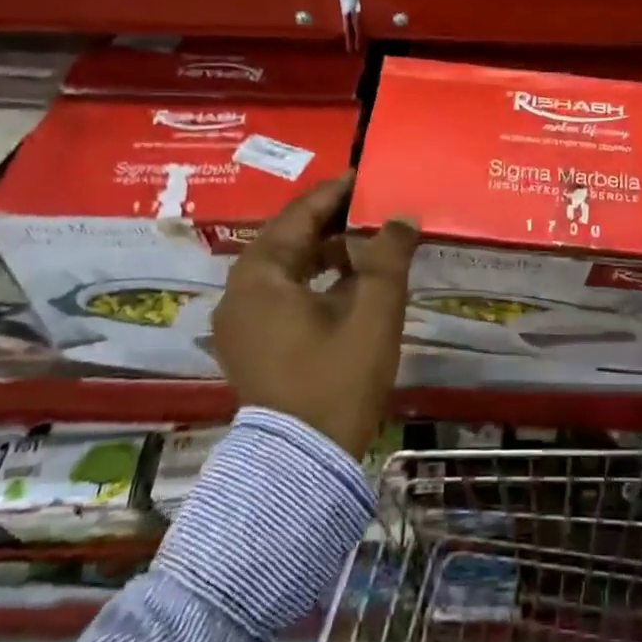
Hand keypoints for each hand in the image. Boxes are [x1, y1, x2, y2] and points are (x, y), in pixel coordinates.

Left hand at [210, 171, 420, 457]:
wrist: (303, 464)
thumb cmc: (337, 379)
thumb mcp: (373, 312)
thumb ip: (389, 257)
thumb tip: (402, 218)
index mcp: (260, 276)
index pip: (298, 216)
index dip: (335, 194)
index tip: (366, 178)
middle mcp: (239, 292)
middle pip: (288, 239)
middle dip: (331, 222)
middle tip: (371, 208)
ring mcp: (240, 322)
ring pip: (284, 268)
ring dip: (324, 252)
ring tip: (367, 243)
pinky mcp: (250, 345)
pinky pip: (281, 294)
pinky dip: (312, 281)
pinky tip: (348, 284)